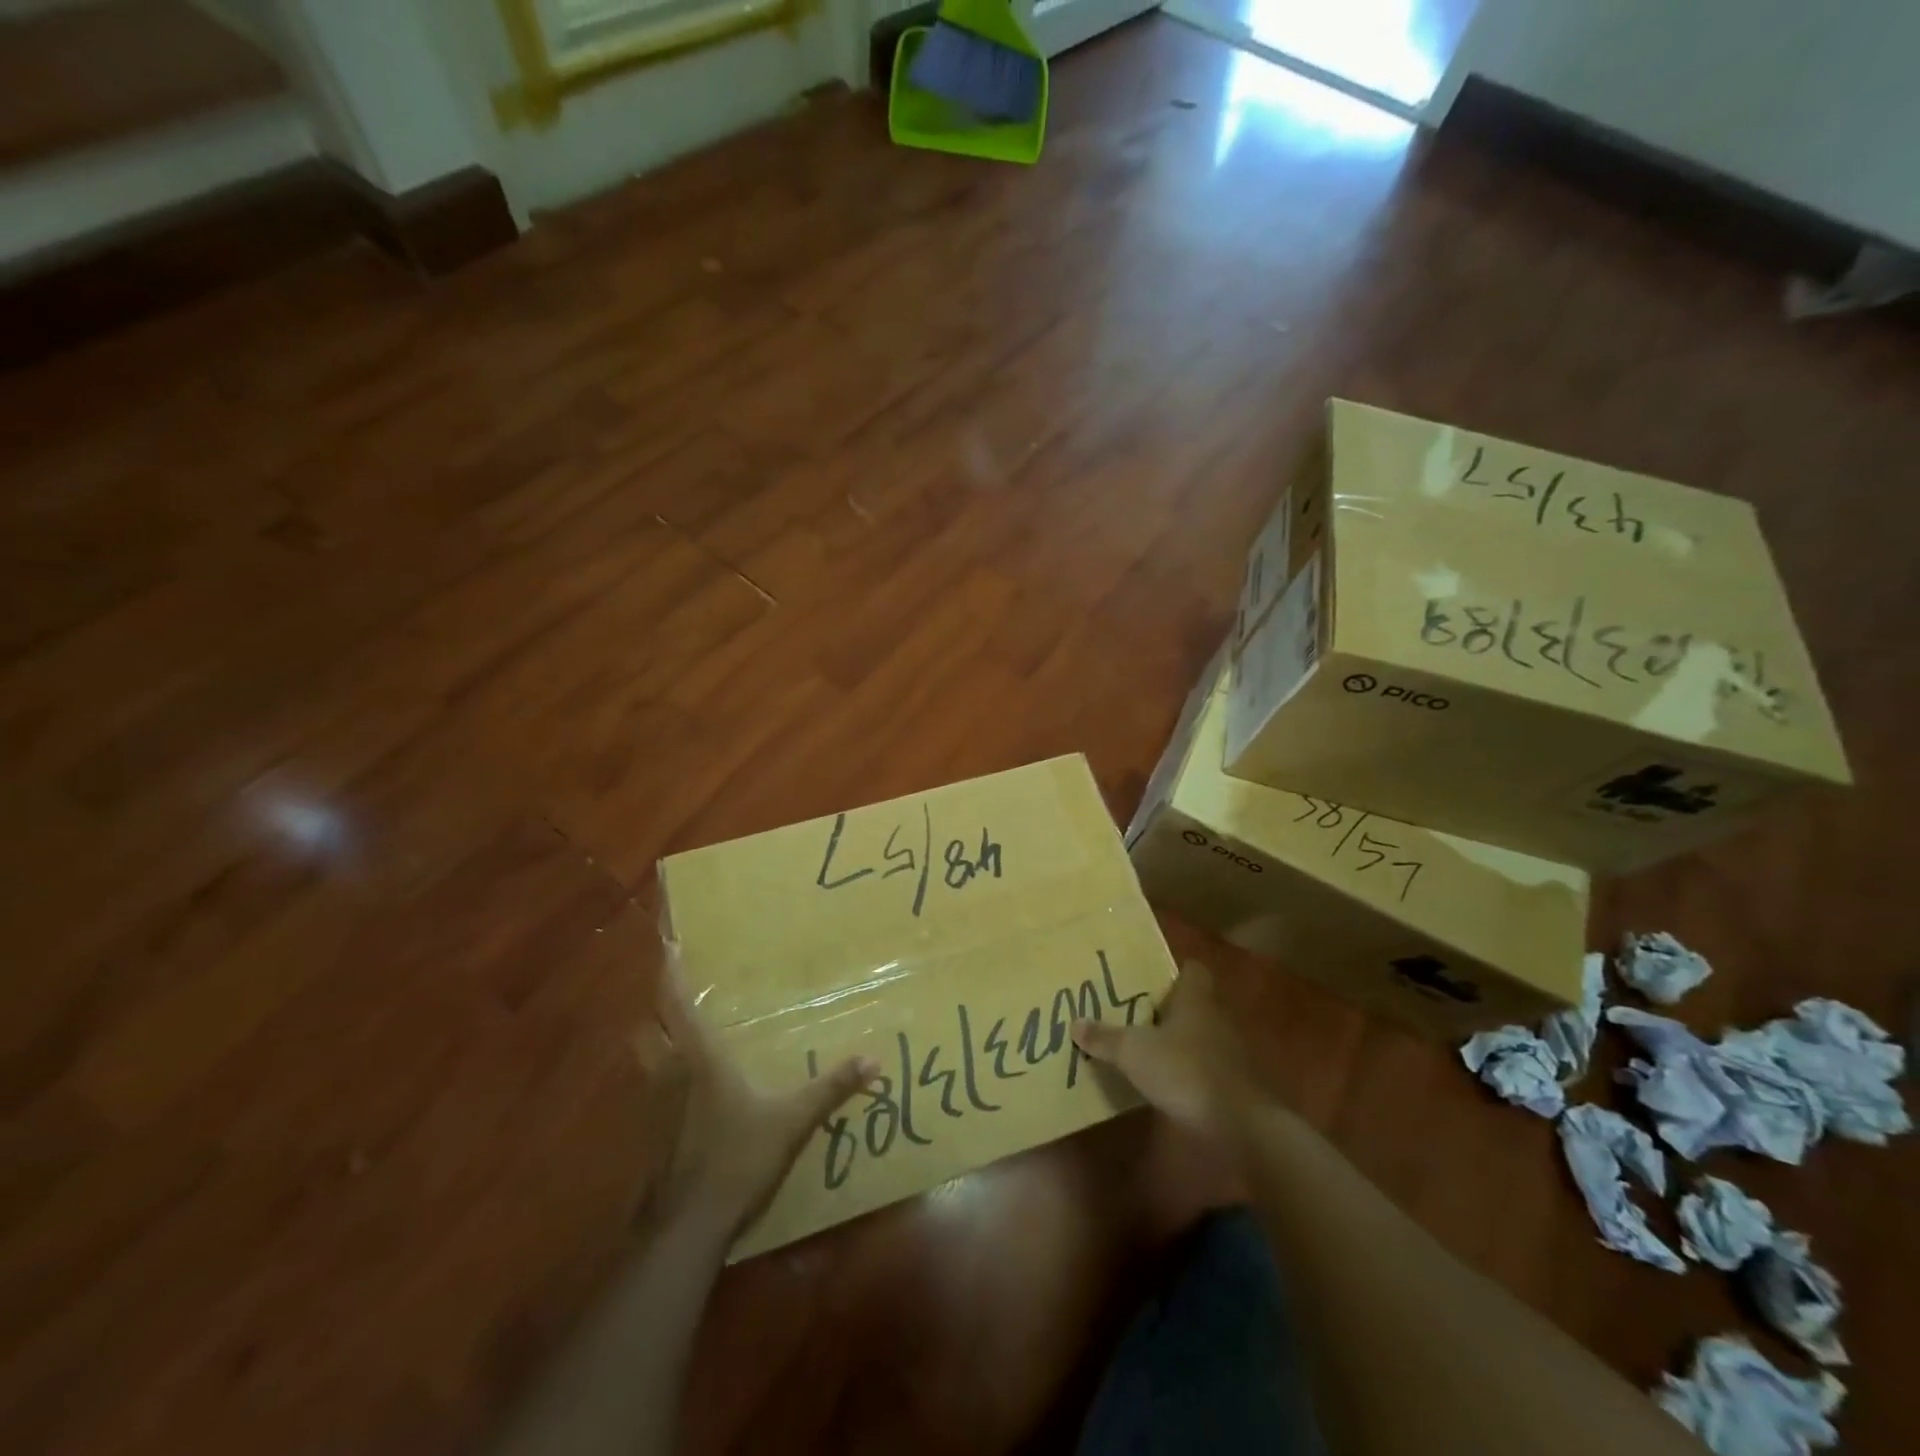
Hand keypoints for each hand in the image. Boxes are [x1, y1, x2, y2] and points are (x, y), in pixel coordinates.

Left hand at [645, 964, 877, 1239]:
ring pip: (645, 1056)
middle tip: (675, 985)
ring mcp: (654, 1105)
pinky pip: (651, 1087)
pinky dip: (660, 1072)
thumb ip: (830, 1089)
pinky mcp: (650, 1134)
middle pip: (650, 1026)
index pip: (678, 1006)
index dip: (671, 974)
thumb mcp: (791, 1122)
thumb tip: (872, 1060)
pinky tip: (682, 1084)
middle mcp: (670, 1072)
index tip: (668, 944)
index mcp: (700, 1059)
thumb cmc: (736, 1160)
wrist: (686, 1227)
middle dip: (658, 1004)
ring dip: (655, 1036)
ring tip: (677, 1026)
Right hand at [1071, 961, 1256, 1142]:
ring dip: (1176, 1041)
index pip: (1192, 970)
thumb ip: (1105, 1038)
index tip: (1147, 978)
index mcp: (1194, 1000)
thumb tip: (1075, 1022)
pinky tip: (1164, 1082)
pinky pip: (1204, 1066)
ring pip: (1198, 1035)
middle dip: (1166, 1008)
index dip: (1173, 971)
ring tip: (1144, 1048)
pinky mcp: (1232, 1084)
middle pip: (1192, 1003)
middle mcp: (1215, 1018)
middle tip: (1133, 1012)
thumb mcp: (1133, 1053)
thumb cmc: (1184, 1071)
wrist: (1238, 1124)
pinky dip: (1186, 1070)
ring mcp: (1228, 1052)